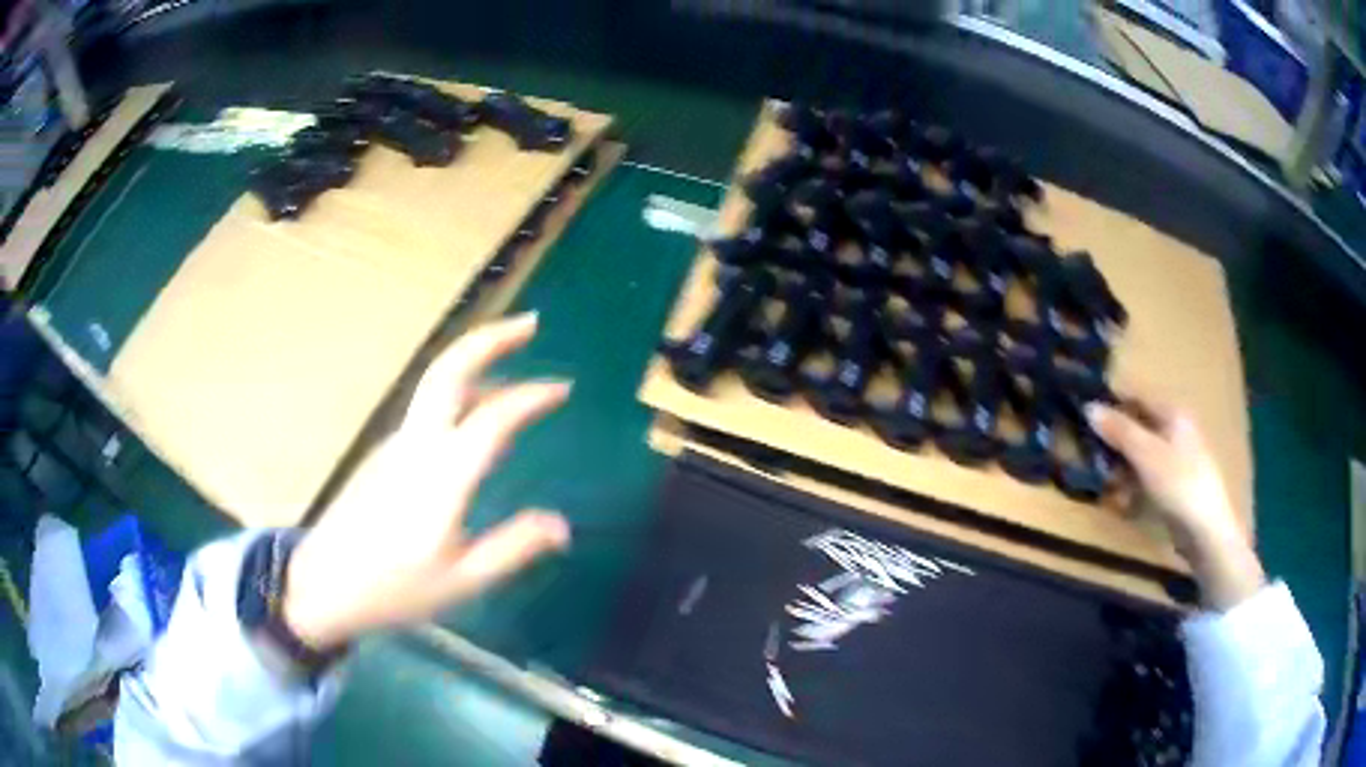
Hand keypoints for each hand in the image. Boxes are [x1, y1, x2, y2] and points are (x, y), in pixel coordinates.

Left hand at [282, 313, 571, 648]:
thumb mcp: (463, 580)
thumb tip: (563, 526)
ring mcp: (395, 443)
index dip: (531, 397)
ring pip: (437, 385)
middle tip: (531, 323)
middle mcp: (416, 444)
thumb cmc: (395, 588)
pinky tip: (476, 414)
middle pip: (449, 370)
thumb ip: (514, 548)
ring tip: (515, 369)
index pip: (492, 418)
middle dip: (491, 339)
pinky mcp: (384, 452)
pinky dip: (461, 392)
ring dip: (477, 363)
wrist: (323, 584)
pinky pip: (428, 408)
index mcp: (441, 476)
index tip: (563, 389)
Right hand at [1087, 396, 1263, 610]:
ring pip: (1141, 457)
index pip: (1137, 398)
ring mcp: (1177, 460)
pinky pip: (1148, 479)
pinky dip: (1134, 488)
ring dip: (1122, 472)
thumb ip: (1119, 430)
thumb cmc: (1179, 484)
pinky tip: (1125, 504)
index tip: (1086, 421)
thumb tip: (1088, 406)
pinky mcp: (1176, 486)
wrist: (1207, 531)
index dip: (1113, 406)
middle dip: (1115, 446)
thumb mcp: (1146, 455)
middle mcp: (1176, 430)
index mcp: (1173, 414)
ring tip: (1109, 491)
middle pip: (1138, 429)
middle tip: (1095, 463)